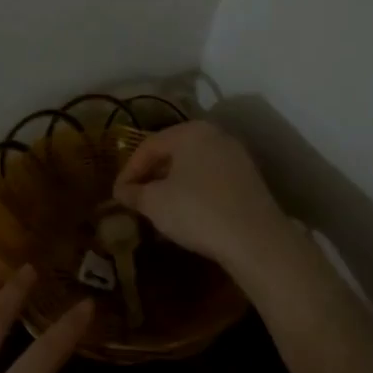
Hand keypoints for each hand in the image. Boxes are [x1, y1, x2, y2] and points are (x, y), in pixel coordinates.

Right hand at [112, 121, 293, 273]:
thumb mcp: (154, 203)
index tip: (117, 194)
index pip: (149, 146)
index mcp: (190, 132)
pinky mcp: (249, 179)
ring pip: (193, 166)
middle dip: (151, 175)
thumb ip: (134, 193)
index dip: (128, 170)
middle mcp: (216, 136)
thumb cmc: (196, 211)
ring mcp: (236, 157)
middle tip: (136, 198)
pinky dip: (193, 191)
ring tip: (158, 208)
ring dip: (172, 184)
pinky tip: (186, 212)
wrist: (255, 240)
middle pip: (173, 152)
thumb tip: (122, 191)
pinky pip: (211, 179)